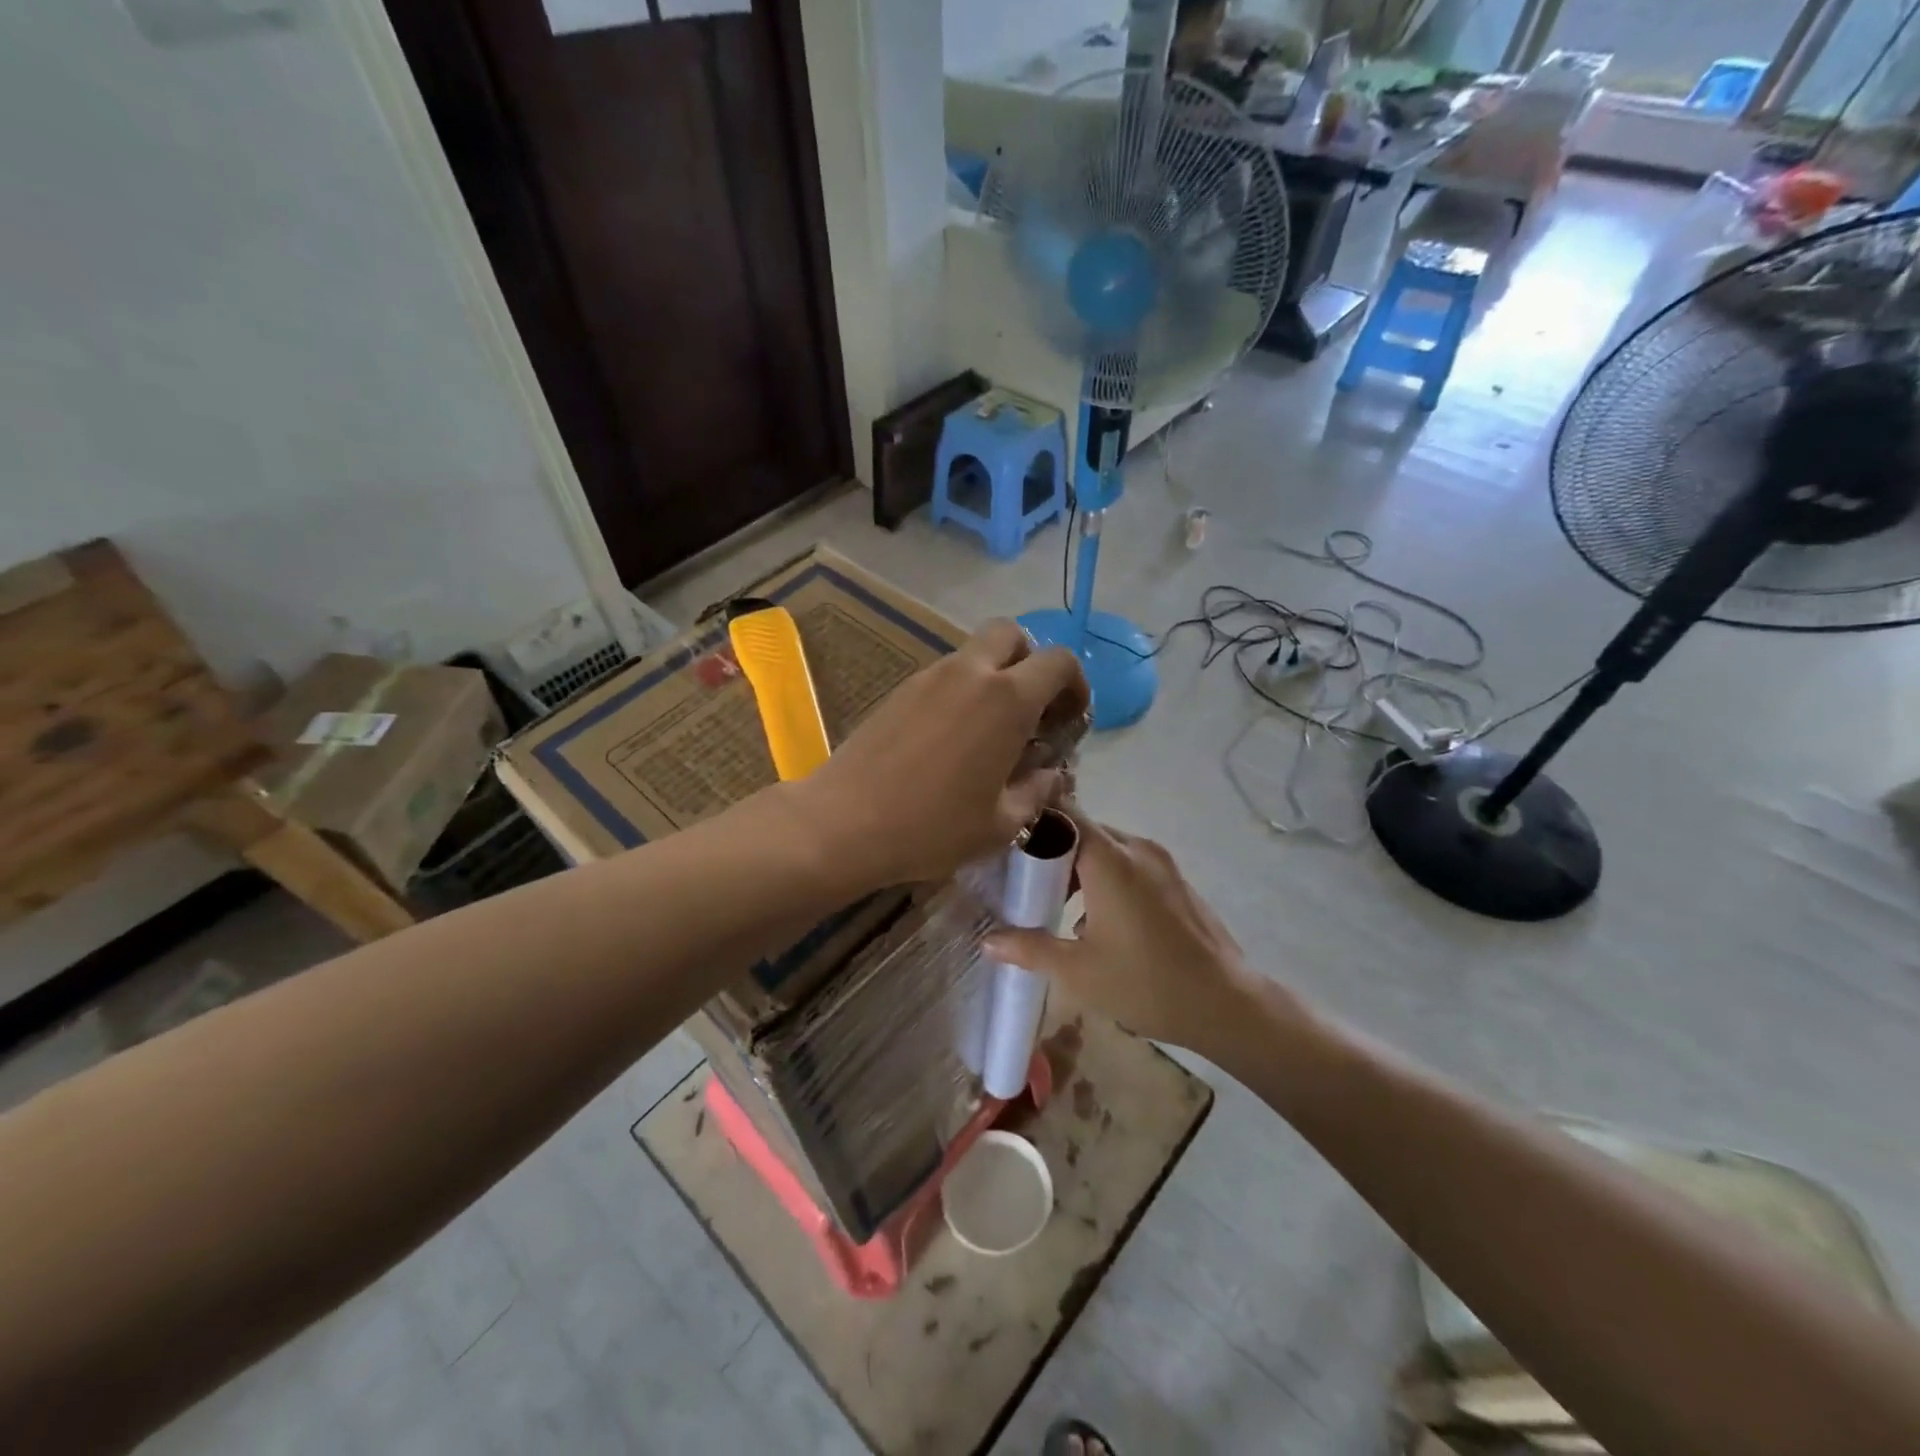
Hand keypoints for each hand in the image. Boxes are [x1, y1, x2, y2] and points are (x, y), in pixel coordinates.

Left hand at [797, 620, 1087, 890]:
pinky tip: (950, 741)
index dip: (1075, 684)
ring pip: (973, 654)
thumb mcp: (1001, 822)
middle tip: (1029, 710)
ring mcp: (928, 677)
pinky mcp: (899, 691)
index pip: (1058, 661)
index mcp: (1006, 699)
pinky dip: (960, 692)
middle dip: (1030, 661)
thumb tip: (1051, 773)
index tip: (1069, 720)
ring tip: (989, 734)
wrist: (844, 823)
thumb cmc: (932, 827)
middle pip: (1011, 634)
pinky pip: (943, 675)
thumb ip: (1037, 790)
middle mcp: (969, 673)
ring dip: (993, 678)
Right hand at [983, 808, 1265, 1054]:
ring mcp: (1161, 862)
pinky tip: (1096, 917)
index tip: (1004, 843)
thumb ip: (1030, 948)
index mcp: (1110, 860)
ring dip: (1079, 866)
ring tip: (1054, 902)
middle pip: (1083, 829)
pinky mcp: (1175, 879)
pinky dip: (1106, 875)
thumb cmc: (1146, 984)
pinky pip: (1129, 862)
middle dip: (1052, 849)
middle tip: (1022, 878)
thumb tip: (987, 940)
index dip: (1032, 822)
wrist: (1226, 1004)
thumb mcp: (1078, 972)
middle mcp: (1136, 848)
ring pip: (1107, 847)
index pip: (1063, 814)